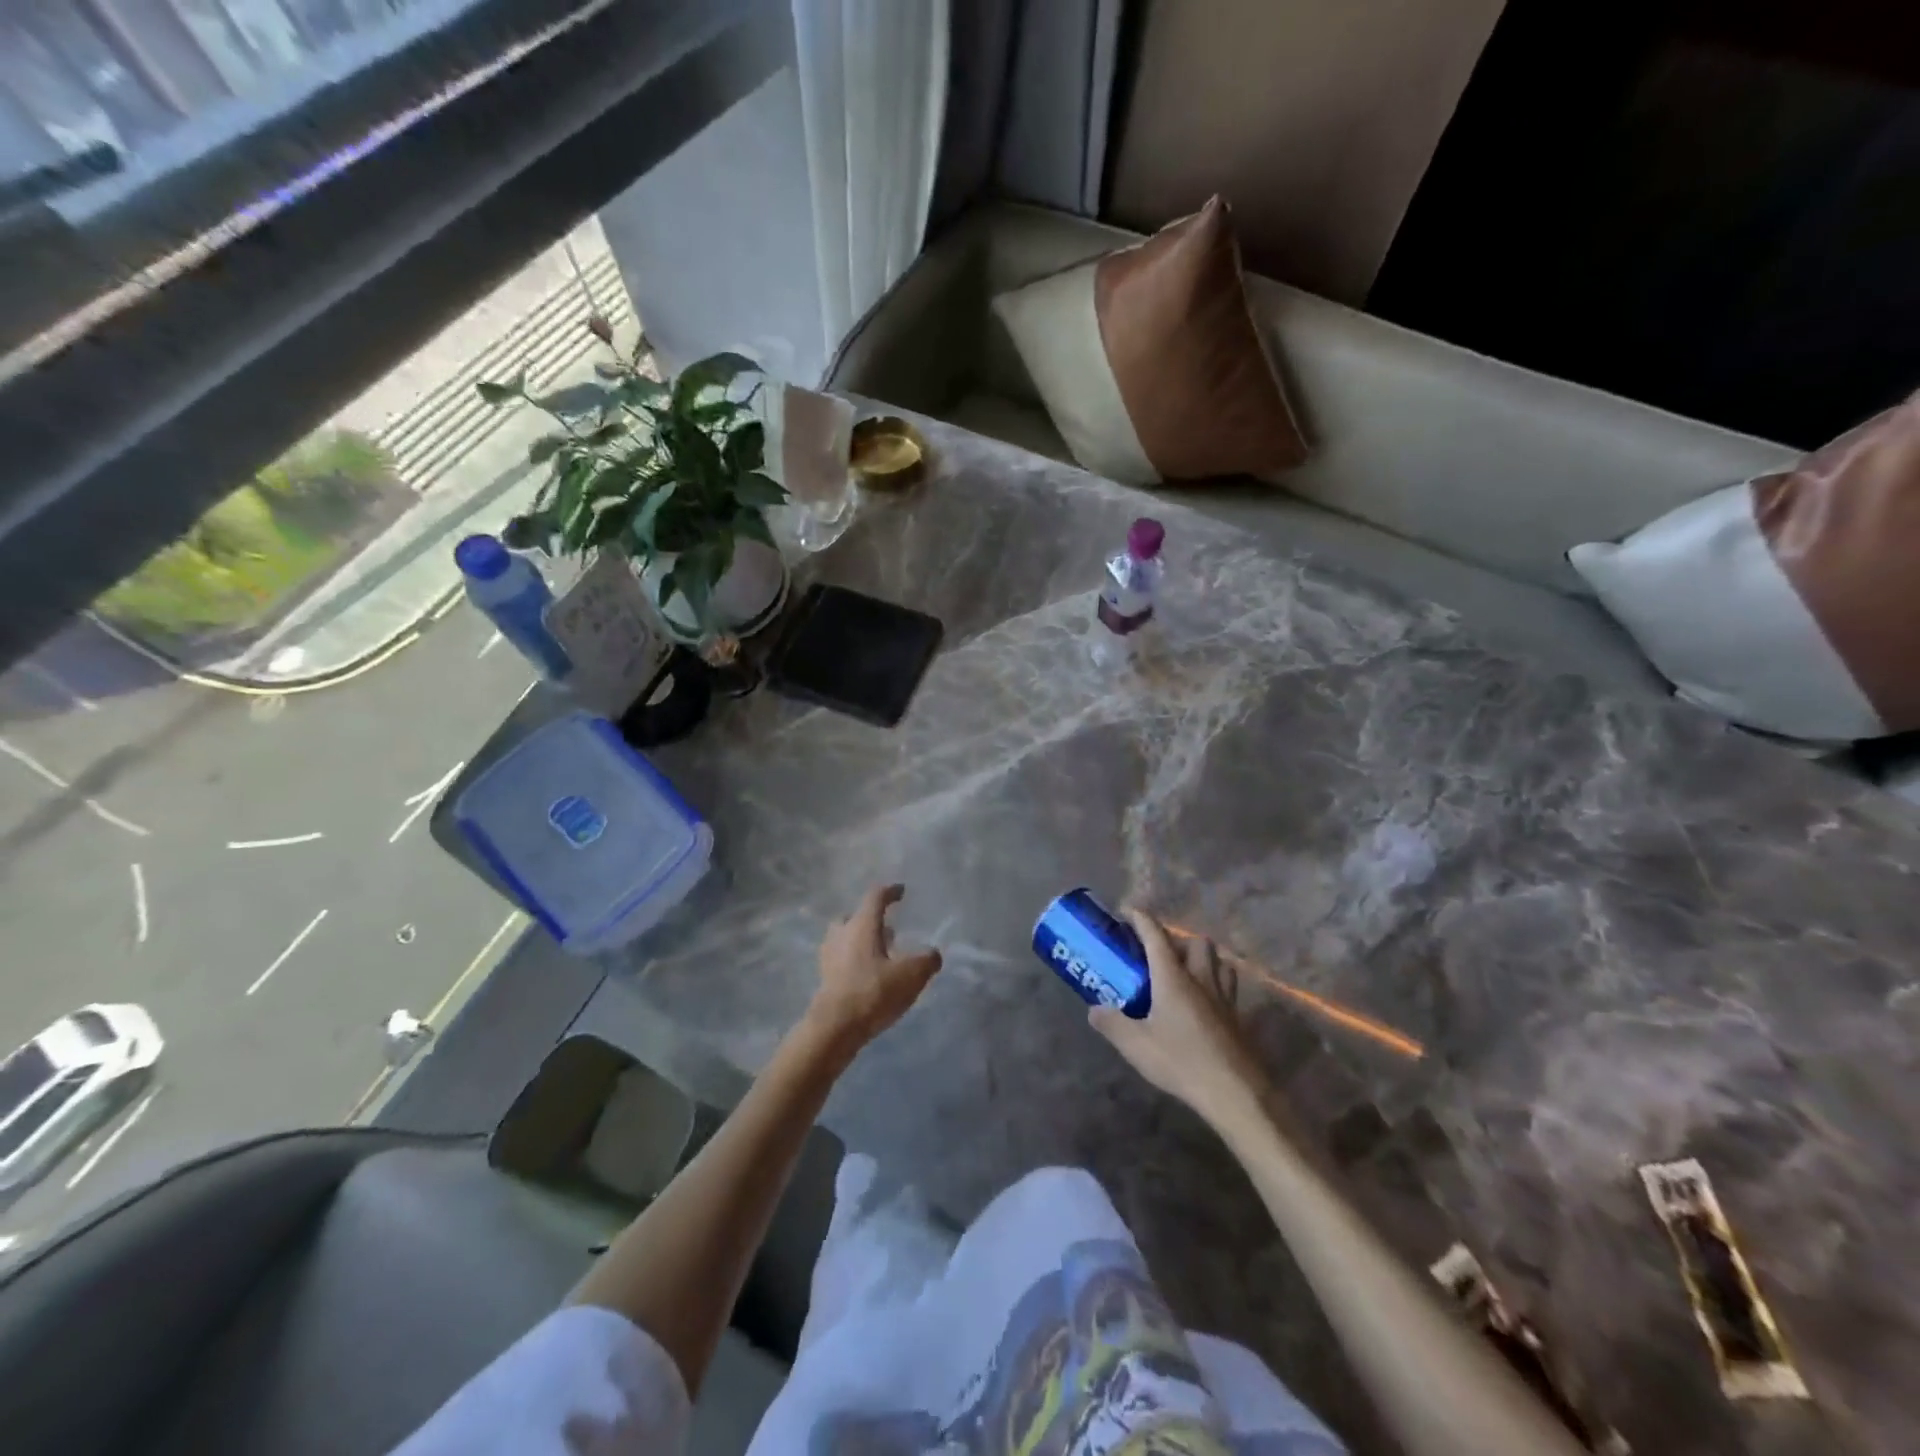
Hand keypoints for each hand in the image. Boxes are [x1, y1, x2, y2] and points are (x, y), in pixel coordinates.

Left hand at [807, 885, 942, 1048]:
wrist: (835, 1027)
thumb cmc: (874, 992)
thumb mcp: (911, 975)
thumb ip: (926, 960)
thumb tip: (932, 954)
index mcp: (862, 924)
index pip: (875, 897)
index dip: (890, 891)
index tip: (901, 891)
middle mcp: (842, 934)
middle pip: (854, 916)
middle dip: (870, 919)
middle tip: (887, 928)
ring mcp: (829, 956)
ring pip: (845, 938)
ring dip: (861, 941)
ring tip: (881, 954)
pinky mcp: (824, 978)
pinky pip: (841, 959)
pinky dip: (854, 961)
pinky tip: (869, 976)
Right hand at [1089, 909, 1270, 1126]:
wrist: (1235, 1092)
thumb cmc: (1180, 1061)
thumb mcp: (1135, 1044)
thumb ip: (1112, 1023)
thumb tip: (1093, 1009)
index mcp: (1173, 977)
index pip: (1156, 936)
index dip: (1141, 919)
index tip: (1127, 911)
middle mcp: (1201, 979)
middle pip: (1196, 943)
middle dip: (1178, 939)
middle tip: (1159, 953)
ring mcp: (1224, 998)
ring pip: (1219, 961)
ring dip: (1202, 958)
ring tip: (1186, 971)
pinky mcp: (1237, 1018)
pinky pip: (1228, 986)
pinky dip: (1216, 982)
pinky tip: (1204, 1002)